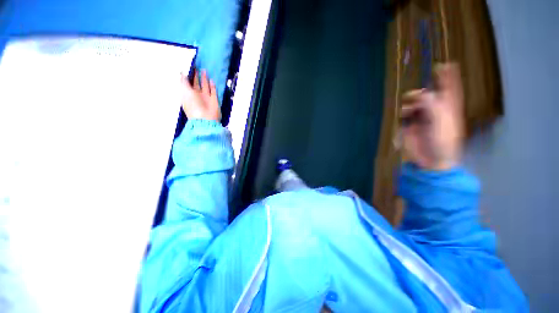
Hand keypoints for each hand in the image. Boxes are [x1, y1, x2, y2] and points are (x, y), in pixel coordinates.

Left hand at [180, 69, 220, 120]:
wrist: (206, 118)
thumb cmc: (193, 105)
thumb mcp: (185, 92)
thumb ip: (184, 81)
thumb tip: (182, 73)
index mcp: (188, 95)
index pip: (188, 83)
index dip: (188, 76)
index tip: (189, 68)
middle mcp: (197, 96)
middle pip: (196, 84)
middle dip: (196, 76)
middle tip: (196, 67)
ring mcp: (206, 98)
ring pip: (205, 86)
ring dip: (204, 79)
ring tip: (204, 70)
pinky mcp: (214, 100)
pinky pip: (213, 91)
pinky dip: (212, 86)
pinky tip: (212, 80)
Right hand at [400, 63, 463, 170]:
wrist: (431, 160)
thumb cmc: (443, 141)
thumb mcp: (441, 121)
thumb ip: (432, 105)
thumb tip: (422, 93)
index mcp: (449, 109)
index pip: (451, 90)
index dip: (449, 77)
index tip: (446, 64)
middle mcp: (436, 111)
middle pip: (430, 95)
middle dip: (422, 92)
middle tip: (414, 94)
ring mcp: (423, 119)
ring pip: (416, 104)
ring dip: (412, 103)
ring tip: (408, 109)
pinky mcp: (411, 126)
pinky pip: (406, 114)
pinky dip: (404, 112)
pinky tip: (404, 115)